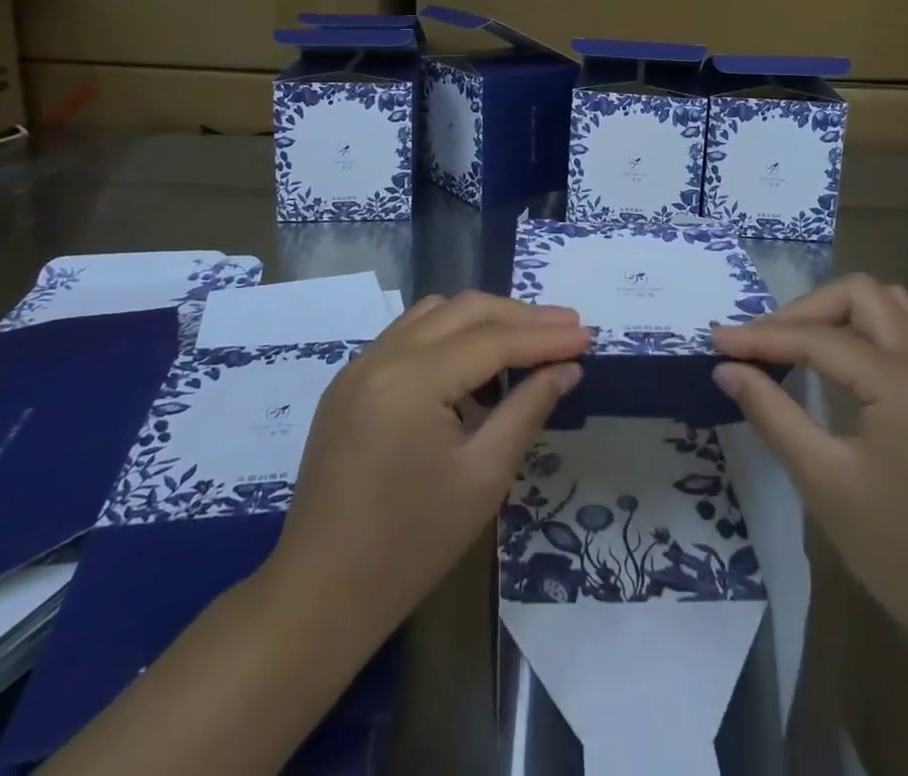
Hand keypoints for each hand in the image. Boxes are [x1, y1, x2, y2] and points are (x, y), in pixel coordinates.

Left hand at [261, 291, 588, 659]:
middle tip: (568, 326)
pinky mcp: (350, 382)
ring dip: (485, 319)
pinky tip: (475, 364)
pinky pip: (409, 335)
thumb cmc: (410, 546)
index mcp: (411, 379)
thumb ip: (527, 410)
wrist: (319, 596)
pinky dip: (450, 335)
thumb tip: (567, 368)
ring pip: (435, 313)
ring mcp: (360, 365)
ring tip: (528, 339)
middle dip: (520, 315)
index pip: (492, 340)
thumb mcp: (483, 478)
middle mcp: (382, 355)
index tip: (588, 334)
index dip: (545, 335)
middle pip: (465, 310)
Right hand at [710, 275, 907, 664]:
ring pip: (890, 306)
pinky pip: (906, 334)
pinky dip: (864, 332)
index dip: (763, 337)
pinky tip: (838, 367)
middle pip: (861, 295)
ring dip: (839, 312)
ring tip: (797, 345)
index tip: (717, 341)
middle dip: (805, 310)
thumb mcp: (824, 482)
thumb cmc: (903, 555)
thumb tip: (727, 369)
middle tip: (764, 343)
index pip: (820, 338)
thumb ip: (772, 413)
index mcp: (903, 384)